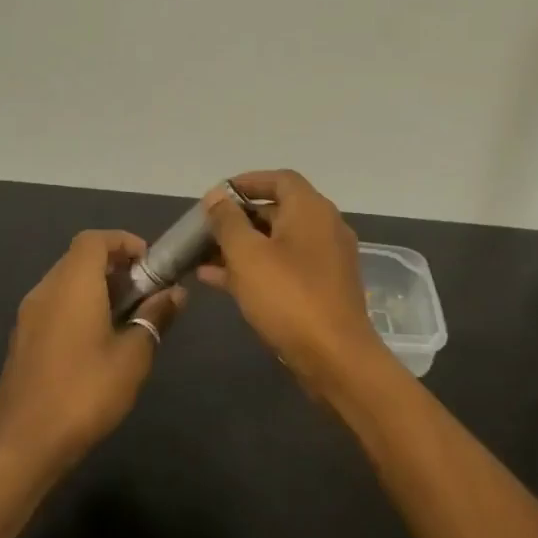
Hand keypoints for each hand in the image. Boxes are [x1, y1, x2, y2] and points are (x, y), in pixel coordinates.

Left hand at [0, 231, 184, 478]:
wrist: (24, 445)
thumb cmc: (85, 393)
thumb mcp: (133, 356)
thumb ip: (155, 318)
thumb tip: (175, 293)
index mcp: (72, 285)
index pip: (94, 239)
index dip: (124, 242)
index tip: (150, 264)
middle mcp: (45, 291)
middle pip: (79, 258)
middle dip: (115, 266)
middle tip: (145, 292)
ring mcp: (28, 317)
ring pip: (65, 283)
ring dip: (97, 288)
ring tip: (127, 317)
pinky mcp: (23, 341)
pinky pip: (54, 306)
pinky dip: (79, 307)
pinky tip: (99, 342)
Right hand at [198, 170, 395, 396]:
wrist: (335, 357)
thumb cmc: (288, 297)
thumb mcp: (248, 255)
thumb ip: (228, 222)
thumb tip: (217, 196)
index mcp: (311, 210)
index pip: (280, 179)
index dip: (247, 182)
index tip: (217, 195)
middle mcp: (324, 228)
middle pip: (278, 211)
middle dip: (239, 218)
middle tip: (205, 229)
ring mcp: (325, 260)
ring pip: (277, 243)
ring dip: (242, 246)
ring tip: (202, 256)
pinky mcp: (322, 289)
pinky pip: (284, 268)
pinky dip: (255, 269)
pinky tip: (218, 281)